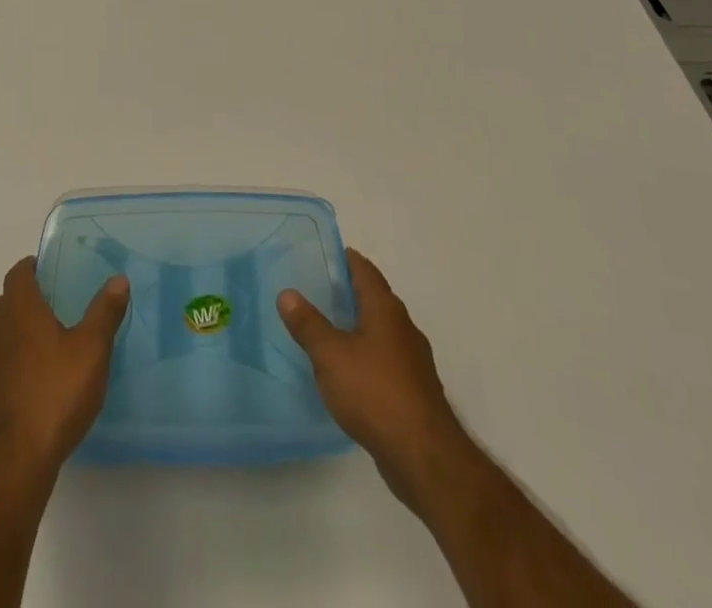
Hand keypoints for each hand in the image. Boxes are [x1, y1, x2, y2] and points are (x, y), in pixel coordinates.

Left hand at [0, 256, 129, 482]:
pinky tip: (37, 376)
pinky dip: (14, 358)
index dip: (31, 267)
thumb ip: (105, 312)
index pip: (17, 274)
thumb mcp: (92, 349)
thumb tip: (118, 279)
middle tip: (53, 302)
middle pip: (5, 301)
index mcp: (20, 310)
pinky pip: (0, 361)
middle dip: (24, 296)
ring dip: (17, 328)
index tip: (50, 269)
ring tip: (48, 338)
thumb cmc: (56, 392)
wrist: (17, 459)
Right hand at [278, 248, 475, 514]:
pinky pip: (384, 359)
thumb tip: (287, 293)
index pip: (364, 269)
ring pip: (380, 331)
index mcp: (385, 309)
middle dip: (347, 292)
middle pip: (373, 298)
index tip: (320, 254)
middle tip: (314, 290)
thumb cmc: (375, 393)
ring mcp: (412, 360)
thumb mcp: (330, 355)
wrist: (424, 457)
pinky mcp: (413, 390)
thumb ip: (308, 324)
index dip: (344, 258)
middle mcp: (403, 327)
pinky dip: (365, 355)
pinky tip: (346, 371)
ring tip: (325, 329)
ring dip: (356, 326)